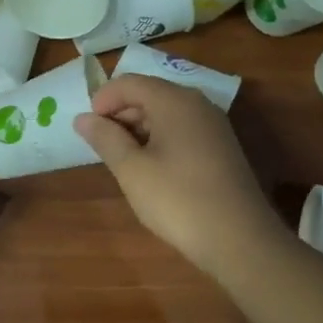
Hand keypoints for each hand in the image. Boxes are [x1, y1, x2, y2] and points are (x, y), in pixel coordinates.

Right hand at [75, 74, 287, 281]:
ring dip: (138, 128)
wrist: (240, 240)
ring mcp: (213, 126)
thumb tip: (83, 118)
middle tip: (102, 146)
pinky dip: (160, 139)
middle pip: (149, 93)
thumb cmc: (178, 200)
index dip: (103, 100)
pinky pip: (182, 129)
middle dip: (120, 114)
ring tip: (122, 160)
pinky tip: (151, 169)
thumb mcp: (132, 170)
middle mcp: (197, 104)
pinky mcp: (221, 147)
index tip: (88, 129)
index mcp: (174, 101)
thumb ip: (105, 138)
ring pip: (166, 113)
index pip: (129, 82)